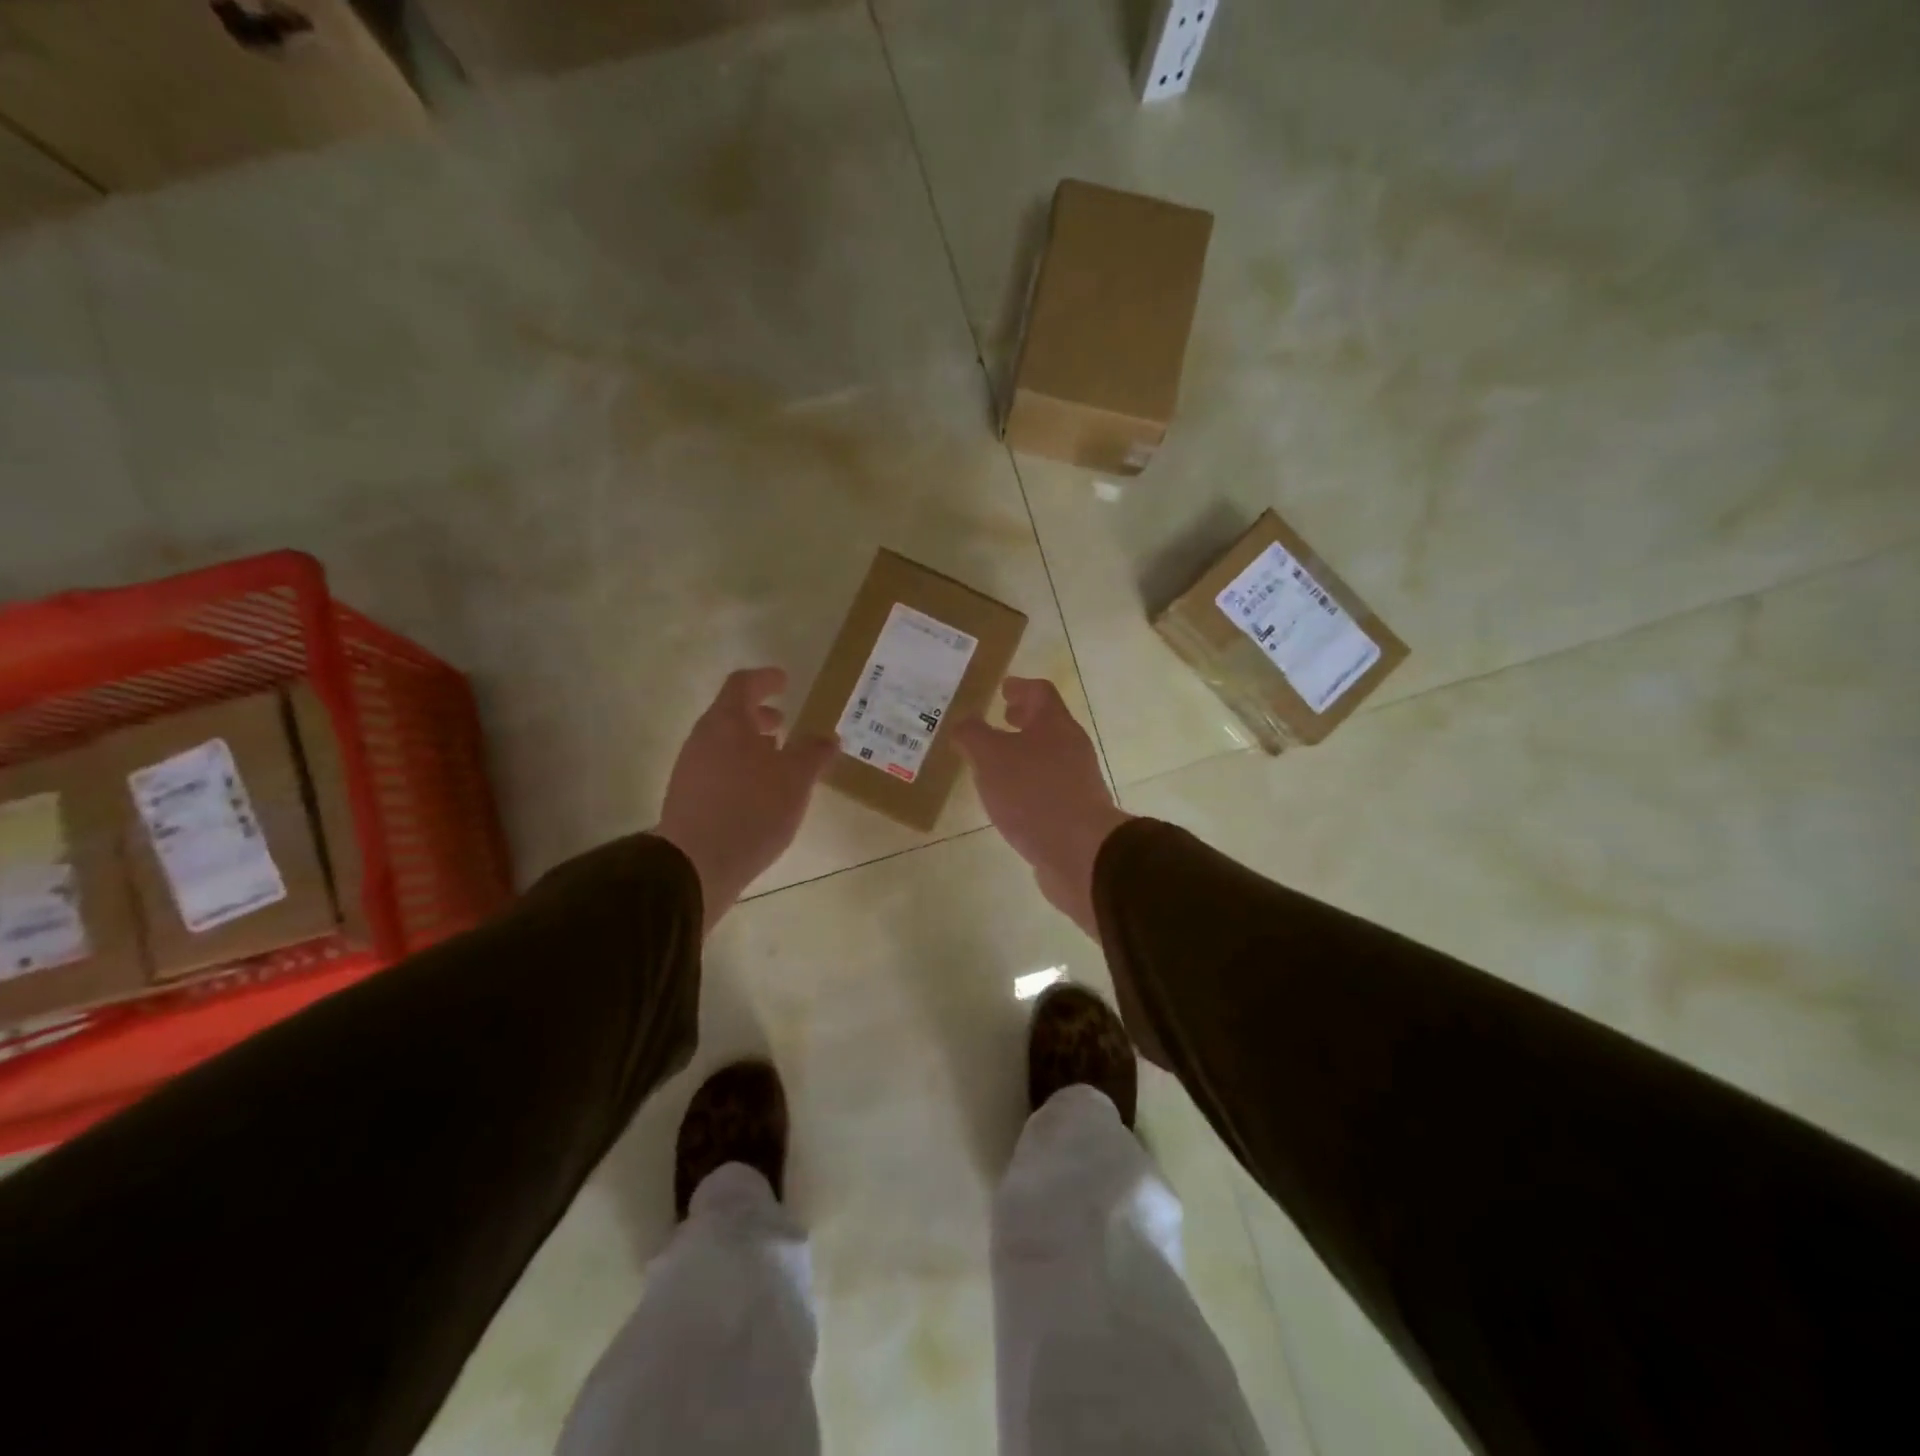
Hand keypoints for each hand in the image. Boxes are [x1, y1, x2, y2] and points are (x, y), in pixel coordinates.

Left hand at [656, 668, 835, 932]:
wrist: (696, 864)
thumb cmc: (752, 809)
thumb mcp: (795, 779)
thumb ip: (814, 753)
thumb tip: (828, 737)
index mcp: (728, 722)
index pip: (743, 684)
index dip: (765, 679)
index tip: (784, 680)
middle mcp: (703, 738)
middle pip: (731, 714)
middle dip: (760, 715)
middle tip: (784, 723)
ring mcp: (690, 768)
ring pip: (723, 743)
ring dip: (750, 744)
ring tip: (777, 761)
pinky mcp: (688, 797)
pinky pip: (717, 769)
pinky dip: (740, 767)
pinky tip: (759, 793)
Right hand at [953, 677, 1130, 938]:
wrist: (1079, 850)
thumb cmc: (1033, 793)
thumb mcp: (990, 757)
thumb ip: (972, 735)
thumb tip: (963, 723)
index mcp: (1055, 724)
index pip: (1040, 692)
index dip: (1020, 686)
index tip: (1003, 687)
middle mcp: (1071, 747)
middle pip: (1047, 723)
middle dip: (1023, 719)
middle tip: (1001, 718)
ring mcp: (1077, 780)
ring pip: (1048, 756)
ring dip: (1024, 752)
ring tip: (996, 762)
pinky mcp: (1075, 811)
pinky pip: (1048, 786)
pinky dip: (1028, 782)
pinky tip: (1010, 799)